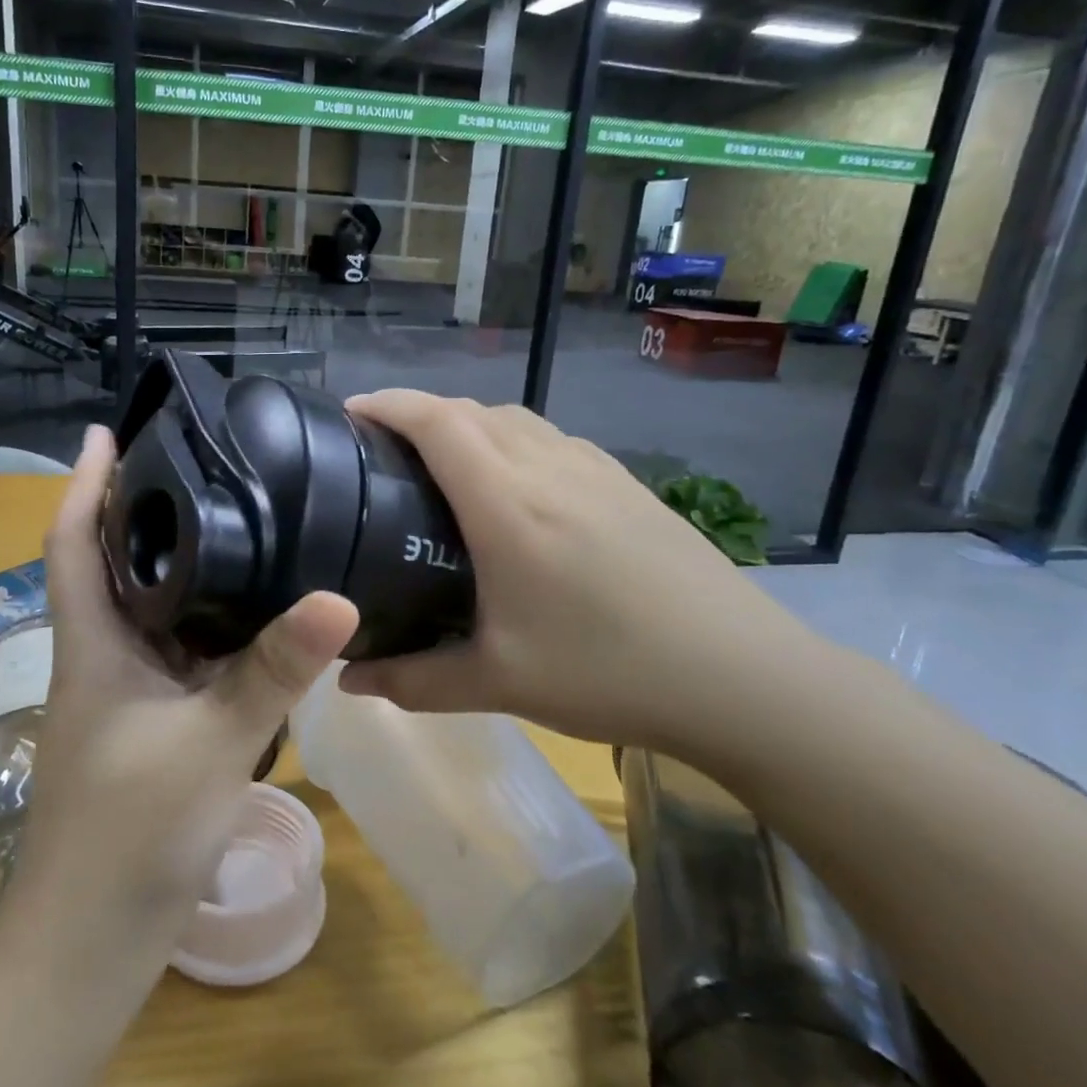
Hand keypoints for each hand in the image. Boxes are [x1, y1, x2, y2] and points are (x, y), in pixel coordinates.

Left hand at [10, 425, 358, 954]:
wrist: (92, 943)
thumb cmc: (130, 835)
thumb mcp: (211, 741)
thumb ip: (274, 670)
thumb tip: (339, 597)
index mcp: (95, 644)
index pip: (73, 543)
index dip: (83, 484)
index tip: (106, 433)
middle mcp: (106, 656)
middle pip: (115, 565)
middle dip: (143, 510)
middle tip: (199, 463)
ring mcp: (128, 693)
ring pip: (154, 610)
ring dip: (181, 566)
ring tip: (237, 518)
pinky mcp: (153, 724)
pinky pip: (182, 652)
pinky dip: (210, 622)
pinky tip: (255, 611)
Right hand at [338, 392, 816, 757]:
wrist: (738, 675)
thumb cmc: (608, 672)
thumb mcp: (499, 683)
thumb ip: (414, 681)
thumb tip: (348, 681)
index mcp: (508, 505)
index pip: (437, 422)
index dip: (388, 404)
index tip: (351, 411)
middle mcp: (548, 468)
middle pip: (471, 411)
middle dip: (420, 413)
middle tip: (385, 450)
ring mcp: (595, 470)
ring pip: (515, 419)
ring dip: (469, 424)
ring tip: (443, 464)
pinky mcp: (627, 484)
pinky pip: (552, 438)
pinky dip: (512, 440)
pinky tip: (516, 487)